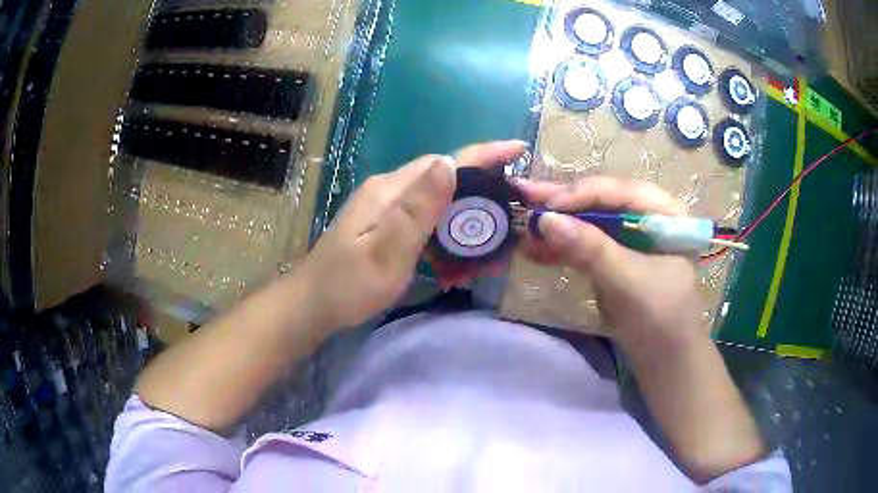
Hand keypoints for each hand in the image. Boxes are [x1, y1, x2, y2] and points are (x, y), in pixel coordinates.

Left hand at [293, 140, 526, 331]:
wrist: (311, 306)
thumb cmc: (347, 286)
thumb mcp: (386, 253)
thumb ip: (417, 211)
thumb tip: (450, 163)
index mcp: (389, 191)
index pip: (444, 162)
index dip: (483, 154)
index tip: (519, 149)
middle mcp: (388, 190)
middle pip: (442, 177)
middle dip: (481, 185)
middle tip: (514, 203)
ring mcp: (385, 207)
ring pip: (436, 198)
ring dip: (465, 212)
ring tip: (493, 232)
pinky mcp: (384, 224)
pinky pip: (424, 217)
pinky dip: (446, 230)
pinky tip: (458, 250)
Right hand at [515, 177, 706, 348]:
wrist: (665, 361)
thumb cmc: (660, 319)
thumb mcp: (628, 281)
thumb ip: (590, 248)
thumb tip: (545, 219)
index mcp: (666, 213)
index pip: (620, 191)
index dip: (582, 194)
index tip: (546, 205)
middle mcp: (649, 217)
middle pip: (603, 202)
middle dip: (564, 203)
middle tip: (524, 195)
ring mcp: (632, 239)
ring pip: (591, 222)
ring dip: (559, 224)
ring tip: (524, 222)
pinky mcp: (617, 259)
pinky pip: (588, 245)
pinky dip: (564, 247)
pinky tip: (536, 247)